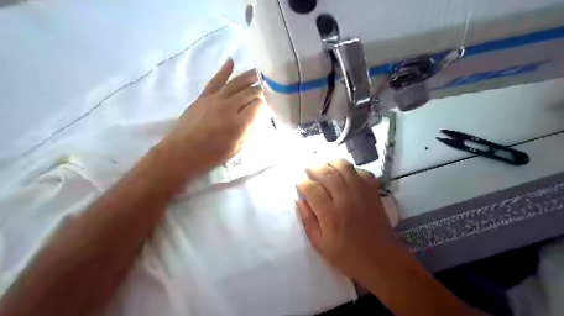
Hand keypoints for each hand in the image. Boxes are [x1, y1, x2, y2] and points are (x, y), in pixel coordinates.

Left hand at [161, 59, 261, 174]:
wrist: (182, 152)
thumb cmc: (211, 155)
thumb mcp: (236, 148)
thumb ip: (247, 130)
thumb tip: (254, 117)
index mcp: (239, 123)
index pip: (257, 106)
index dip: (264, 104)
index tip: (267, 105)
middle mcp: (229, 107)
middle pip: (249, 93)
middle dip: (260, 89)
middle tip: (268, 87)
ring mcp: (215, 99)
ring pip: (235, 83)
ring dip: (248, 76)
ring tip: (258, 72)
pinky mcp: (204, 97)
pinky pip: (216, 81)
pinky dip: (224, 70)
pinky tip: (231, 61)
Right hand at [297, 159, 403, 285]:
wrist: (380, 260)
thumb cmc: (346, 255)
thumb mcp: (319, 244)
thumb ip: (307, 220)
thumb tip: (298, 200)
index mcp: (330, 215)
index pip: (312, 189)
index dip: (302, 182)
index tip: (298, 181)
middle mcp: (345, 199)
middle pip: (327, 173)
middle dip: (314, 167)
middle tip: (308, 167)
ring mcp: (361, 193)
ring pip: (345, 167)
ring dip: (332, 161)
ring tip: (324, 162)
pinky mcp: (373, 193)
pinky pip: (363, 173)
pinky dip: (353, 169)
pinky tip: (346, 172)